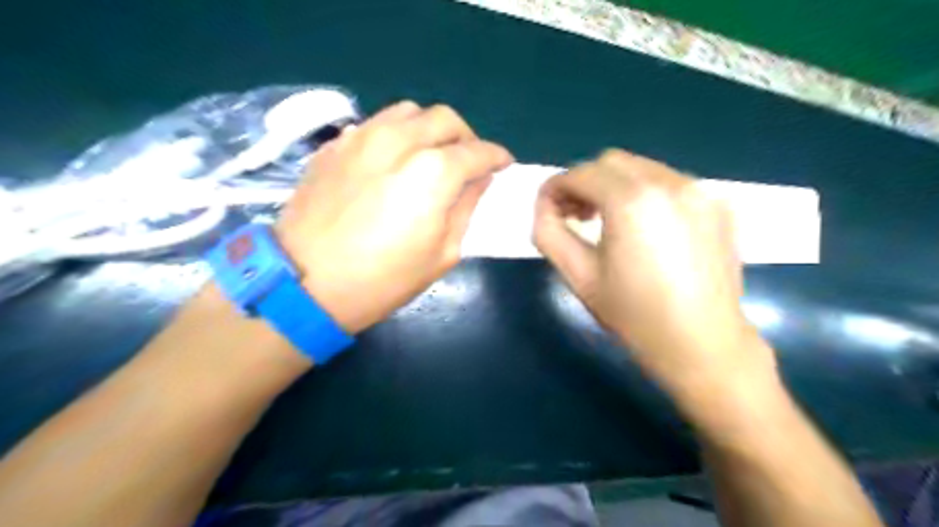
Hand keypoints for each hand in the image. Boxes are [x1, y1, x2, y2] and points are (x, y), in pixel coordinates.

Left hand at [276, 101, 512, 332]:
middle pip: (445, 119)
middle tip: (468, 162)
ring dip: (430, 129)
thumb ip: (467, 208)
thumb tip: (478, 180)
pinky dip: (396, 135)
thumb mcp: (442, 253)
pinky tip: (394, 161)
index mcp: (433, 171)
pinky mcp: (336, 145)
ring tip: (431, 155)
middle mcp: (400, 140)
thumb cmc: (382, 279)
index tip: (503, 165)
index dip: (496, 157)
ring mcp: (362, 137)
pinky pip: (376, 124)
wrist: (305, 284)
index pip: (478, 151)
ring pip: (409, 112)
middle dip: (466, 137)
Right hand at [532, 148, 772, 395]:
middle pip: (611, 162)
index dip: (556, 188)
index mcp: (631, 201)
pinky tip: (647, 229)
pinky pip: (670, 183)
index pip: (581, 173)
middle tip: (578, 217)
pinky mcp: (719, 204)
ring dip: (616, 186)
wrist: (702, 344)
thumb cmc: (633, 315)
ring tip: (611, 222)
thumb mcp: (577, 275)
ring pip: (642, 168)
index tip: (550, 211)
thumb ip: (549, 232)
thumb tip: (546, 206)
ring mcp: (700, 191)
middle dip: (586, 183)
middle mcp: (669, 183)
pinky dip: (646, 194)